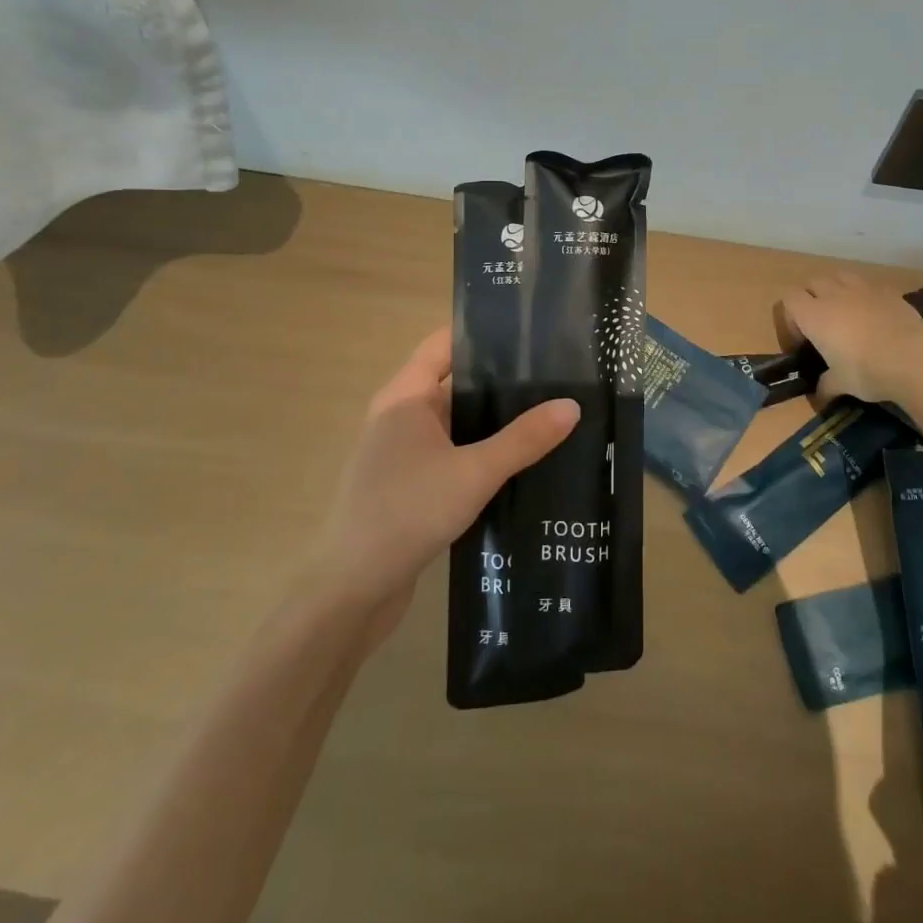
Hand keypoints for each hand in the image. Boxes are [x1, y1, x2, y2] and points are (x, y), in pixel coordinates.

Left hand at [307, 327, 578, 631]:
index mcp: (405, 397)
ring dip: (495, 422)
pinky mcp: (411, 486)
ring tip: (549, 414)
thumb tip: (572, 406)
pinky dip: (483, 454)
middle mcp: (401, 417)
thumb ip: (523, 440)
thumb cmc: (406, 512)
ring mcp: (404, 454)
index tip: (529, 331)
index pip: (444, 345)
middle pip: (455, 384)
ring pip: (458, 425)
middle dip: (501, 381)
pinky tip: (522, 463)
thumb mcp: (474, 472)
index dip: (482, 333)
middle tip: (555, 375)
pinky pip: (454, 456)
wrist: (351, 591)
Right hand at [778, 273, 922, 405]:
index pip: (789, 299)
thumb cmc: (867, 371)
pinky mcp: (888, 291)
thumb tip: (820, 395)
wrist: (914, 359)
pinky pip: (868, 285)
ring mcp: (862, 289)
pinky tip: (874, 316)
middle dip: (812, 299)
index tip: (802, 340)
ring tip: (846, 313)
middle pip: (813, 283)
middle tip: (822, 325)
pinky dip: (864, 296)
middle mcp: (834, 295)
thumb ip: (826, 385)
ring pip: (839, 277)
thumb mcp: (841, 383)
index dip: (791, 318)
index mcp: (814, 315)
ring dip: (837, 290)